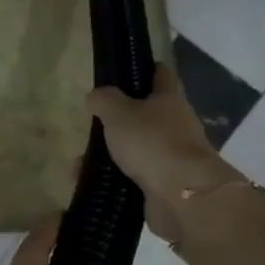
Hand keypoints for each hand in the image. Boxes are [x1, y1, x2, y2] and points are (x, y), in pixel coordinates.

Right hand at [86, 63, 242, 243]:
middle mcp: (176, 125)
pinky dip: (111, 179)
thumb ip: (104, 100)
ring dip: (110, 154)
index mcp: (170, 99)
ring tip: (81, 163)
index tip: (121, 72)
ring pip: (136, 148)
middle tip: (93, 124)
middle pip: (146, 115)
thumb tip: (96, 96)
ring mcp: (171, 156)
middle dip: (119, 120)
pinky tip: (88, 182)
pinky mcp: (164, 184)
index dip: (143, 69)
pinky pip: (132, 177)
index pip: (160, 74)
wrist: (183, 195)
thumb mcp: (119, 113)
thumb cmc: (152, 142)